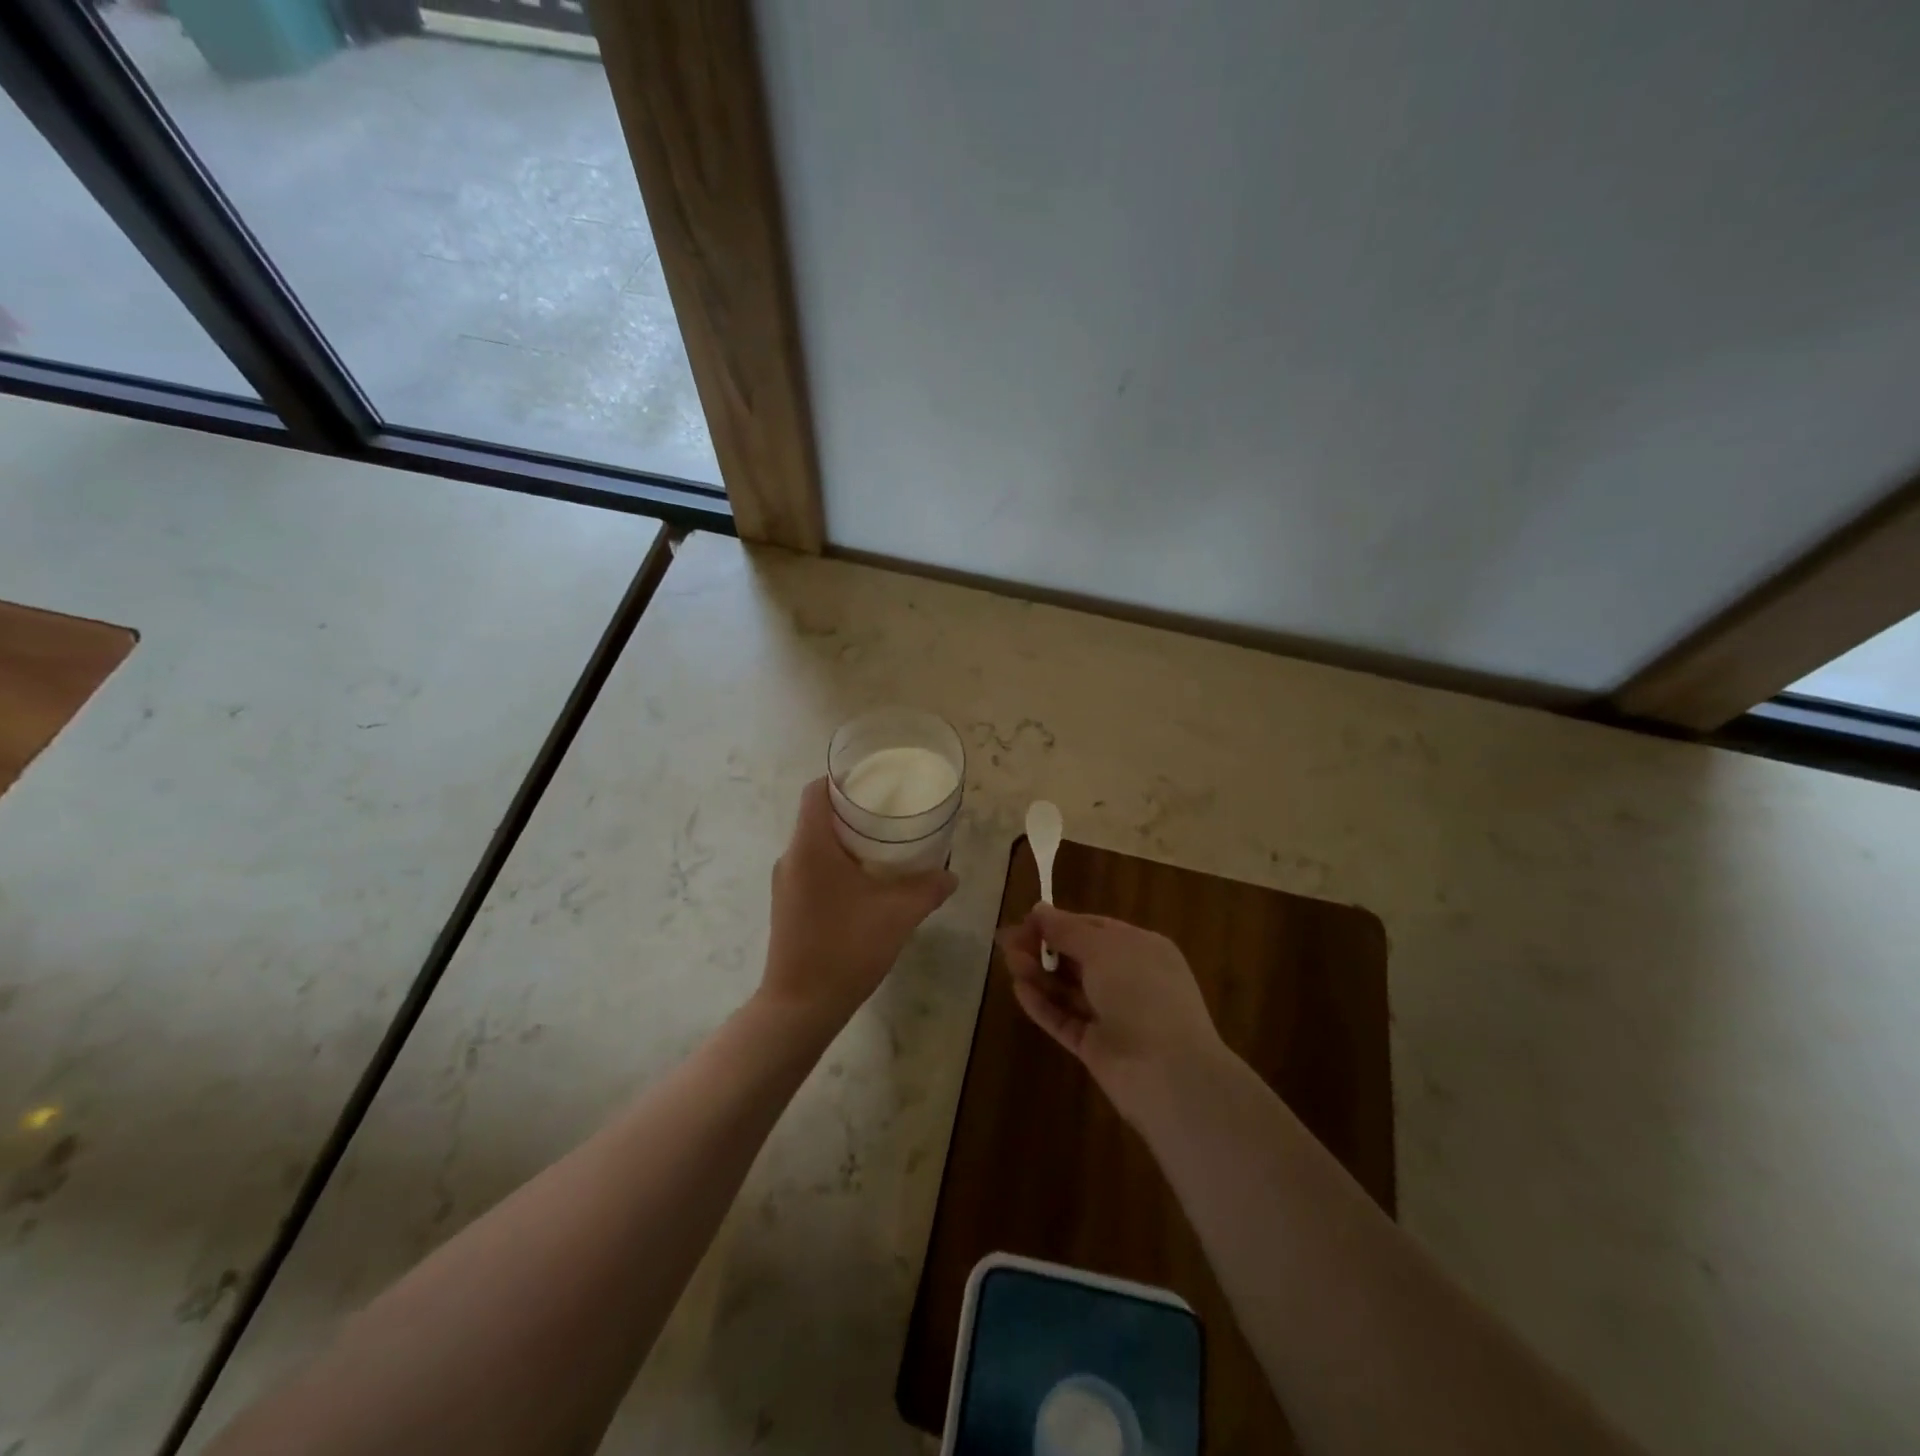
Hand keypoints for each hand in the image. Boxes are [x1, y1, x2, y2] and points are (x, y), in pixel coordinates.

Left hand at [762, 778, 956, 1029]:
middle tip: (891, 813)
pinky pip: (812, 868)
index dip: (842, 779)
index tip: (875, 782)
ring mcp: (785, 883)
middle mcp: (791, 857)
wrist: (800, 1007)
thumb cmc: (846, 948)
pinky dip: (837, 864)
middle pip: (818, 815)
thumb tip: (950, 875)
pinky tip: (866, 884)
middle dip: (853, 810)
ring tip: (884, 847)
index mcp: (810, 846)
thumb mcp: (897, 915)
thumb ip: (928, 889)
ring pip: (815, 844)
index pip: (816, 791)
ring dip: (846, 840)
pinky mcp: (788, 906)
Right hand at [998, 906, 1226, 1123]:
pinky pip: (1065, 1019)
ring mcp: (1114, 1016)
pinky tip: (1019, 989)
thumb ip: (1067, 929)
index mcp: (1142, 948)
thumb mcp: (1104, 949)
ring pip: (1069, 988)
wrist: (1168, 1074)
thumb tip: (1039, 909)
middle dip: (1044, 947)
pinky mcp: (1097, 1048)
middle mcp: (1130, 979)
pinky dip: (1043, 1004)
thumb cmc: (1141, 993)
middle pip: (1079, 957)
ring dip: (1039, 972)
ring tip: (1008, 962)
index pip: (1095, 927)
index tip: (1025, 920)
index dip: (1060, 922)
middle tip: (1007, 942)